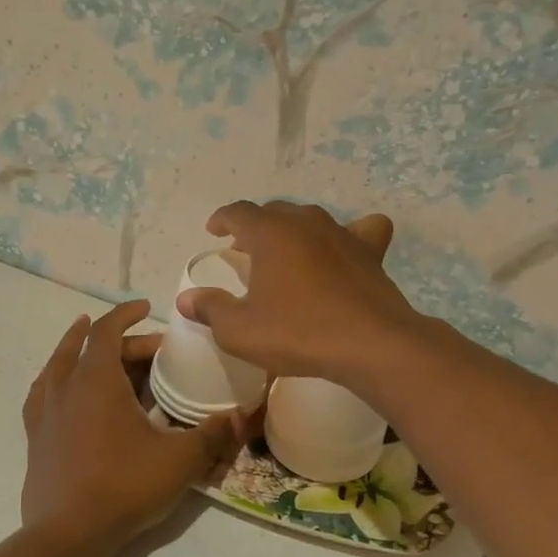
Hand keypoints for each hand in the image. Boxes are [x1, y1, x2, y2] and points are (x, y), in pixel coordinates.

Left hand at [21, 300, 241, 552]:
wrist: (68, 534)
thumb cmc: (124, 486)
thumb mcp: (179, 459)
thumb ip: (212, 434)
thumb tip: (241, 415)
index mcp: (96, 381)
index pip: (108, 331)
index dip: (126, 314)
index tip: (146, 308)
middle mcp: (65, 388)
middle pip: (88, 349)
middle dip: (120, 342)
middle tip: (150, 352)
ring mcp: (45, 414)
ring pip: (56, 367)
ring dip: (73, 349)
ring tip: (84, 341)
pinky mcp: (35, 439)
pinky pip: (41, 396)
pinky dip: (52, 382)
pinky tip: (56, 389)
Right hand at [173, 201, 422, 387]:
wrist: (371, 345)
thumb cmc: (299, 333)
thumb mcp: (240, 331)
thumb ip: (211, 310)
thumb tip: (186, 299)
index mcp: (270, 233)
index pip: (238, 212)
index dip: (222, 219)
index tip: (213, 231)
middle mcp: (305, 222)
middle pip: (274, 211)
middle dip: (255, 226)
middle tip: (244, 248)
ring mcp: (342, 234)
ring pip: (310, 218)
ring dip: (292, 229)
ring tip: (285, 251)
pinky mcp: (370, 252)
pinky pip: (361, 229)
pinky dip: (349, 234)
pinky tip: (344, 251)